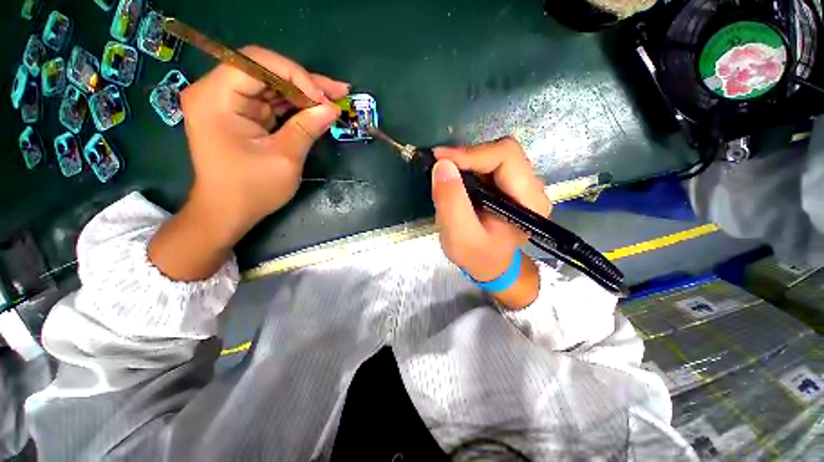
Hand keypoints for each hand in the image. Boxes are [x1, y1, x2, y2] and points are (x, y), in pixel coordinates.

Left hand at [182, 46, 349, 243]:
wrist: (227, 212)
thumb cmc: (251, 190)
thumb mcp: (284, 159)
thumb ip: (307, 128)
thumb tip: (332, 109)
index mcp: (216, 98)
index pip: (257, 63)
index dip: (296, 75)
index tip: (324, 98)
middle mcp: (216, 92)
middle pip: (266, 71)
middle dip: (305, 83)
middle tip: (339, 93)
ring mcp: (227, 102)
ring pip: (272, 85)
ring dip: (304, 93)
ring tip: (334, 100)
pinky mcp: (240, 114)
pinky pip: (271, 101)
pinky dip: (295, 106)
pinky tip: (317, 109)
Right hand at [432, 137, 551, 308]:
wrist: (490, 266)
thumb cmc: (477, 256)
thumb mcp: (460, 236)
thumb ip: (451, 202)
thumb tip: (442, 165)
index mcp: (529, 201)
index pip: (506, 157)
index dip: (471, 153)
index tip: (440, 159)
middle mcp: (532, 188)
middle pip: (502, 152)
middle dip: (468, 156)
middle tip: (440, 166)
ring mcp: (521, 185)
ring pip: (494, 156)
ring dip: (467, 162)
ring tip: (446, 174)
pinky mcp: (509, 185)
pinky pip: (489, 165)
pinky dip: (469, 167)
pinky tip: (456, 179)